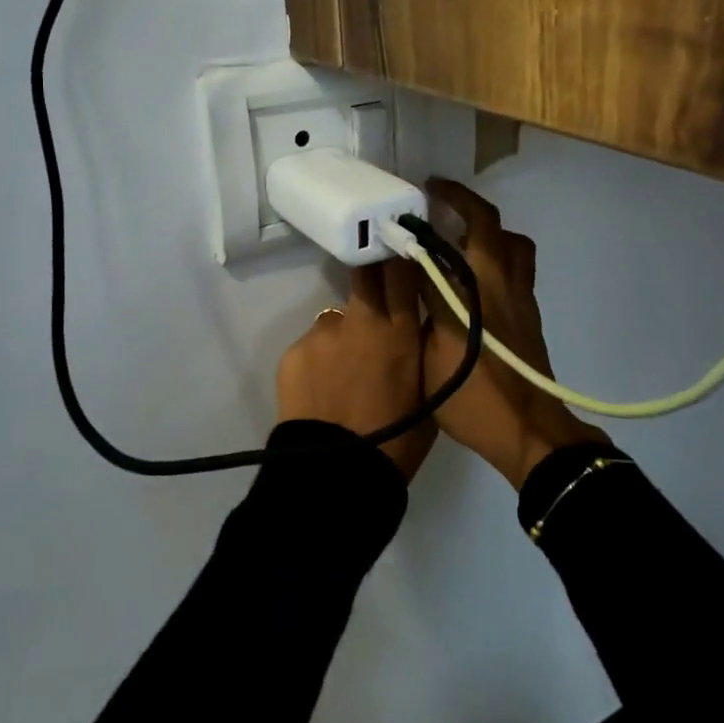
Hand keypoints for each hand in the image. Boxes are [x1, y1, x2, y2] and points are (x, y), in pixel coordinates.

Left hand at [276, 260, 435, 481]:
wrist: (336, 474)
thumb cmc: (396, 442)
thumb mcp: (429, 393)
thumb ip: (423, 351)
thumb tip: (419, 327)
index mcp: (399, 331)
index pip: (401, 268)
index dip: (400, 254)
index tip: (402, 248)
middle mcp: (360, 319)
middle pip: (364, 274)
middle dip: (371, 276)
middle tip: (376, 297)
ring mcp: (323, 332)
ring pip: (336, 318)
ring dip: (344, 335)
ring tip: (344, 372)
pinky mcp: (294, 350)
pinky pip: (312, 345)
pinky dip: (319, 360)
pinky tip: (322, 390)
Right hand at [422, 179, 607, 488]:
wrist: (528, 431)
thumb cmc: (472, 398)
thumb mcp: (427, 357)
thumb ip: (417, 312)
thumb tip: (406, 279)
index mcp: (468, 291)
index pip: (443, 240)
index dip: (421, 221)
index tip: (408, 202)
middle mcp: (498, 282)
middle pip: (488, 223)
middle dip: (463, 201)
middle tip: (438, 197)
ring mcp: (520, 295)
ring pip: (511, 242)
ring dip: (488, 228)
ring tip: (461, 235)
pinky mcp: (531, 311)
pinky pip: (518, 264)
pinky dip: (499, 254)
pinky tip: (477, 275)